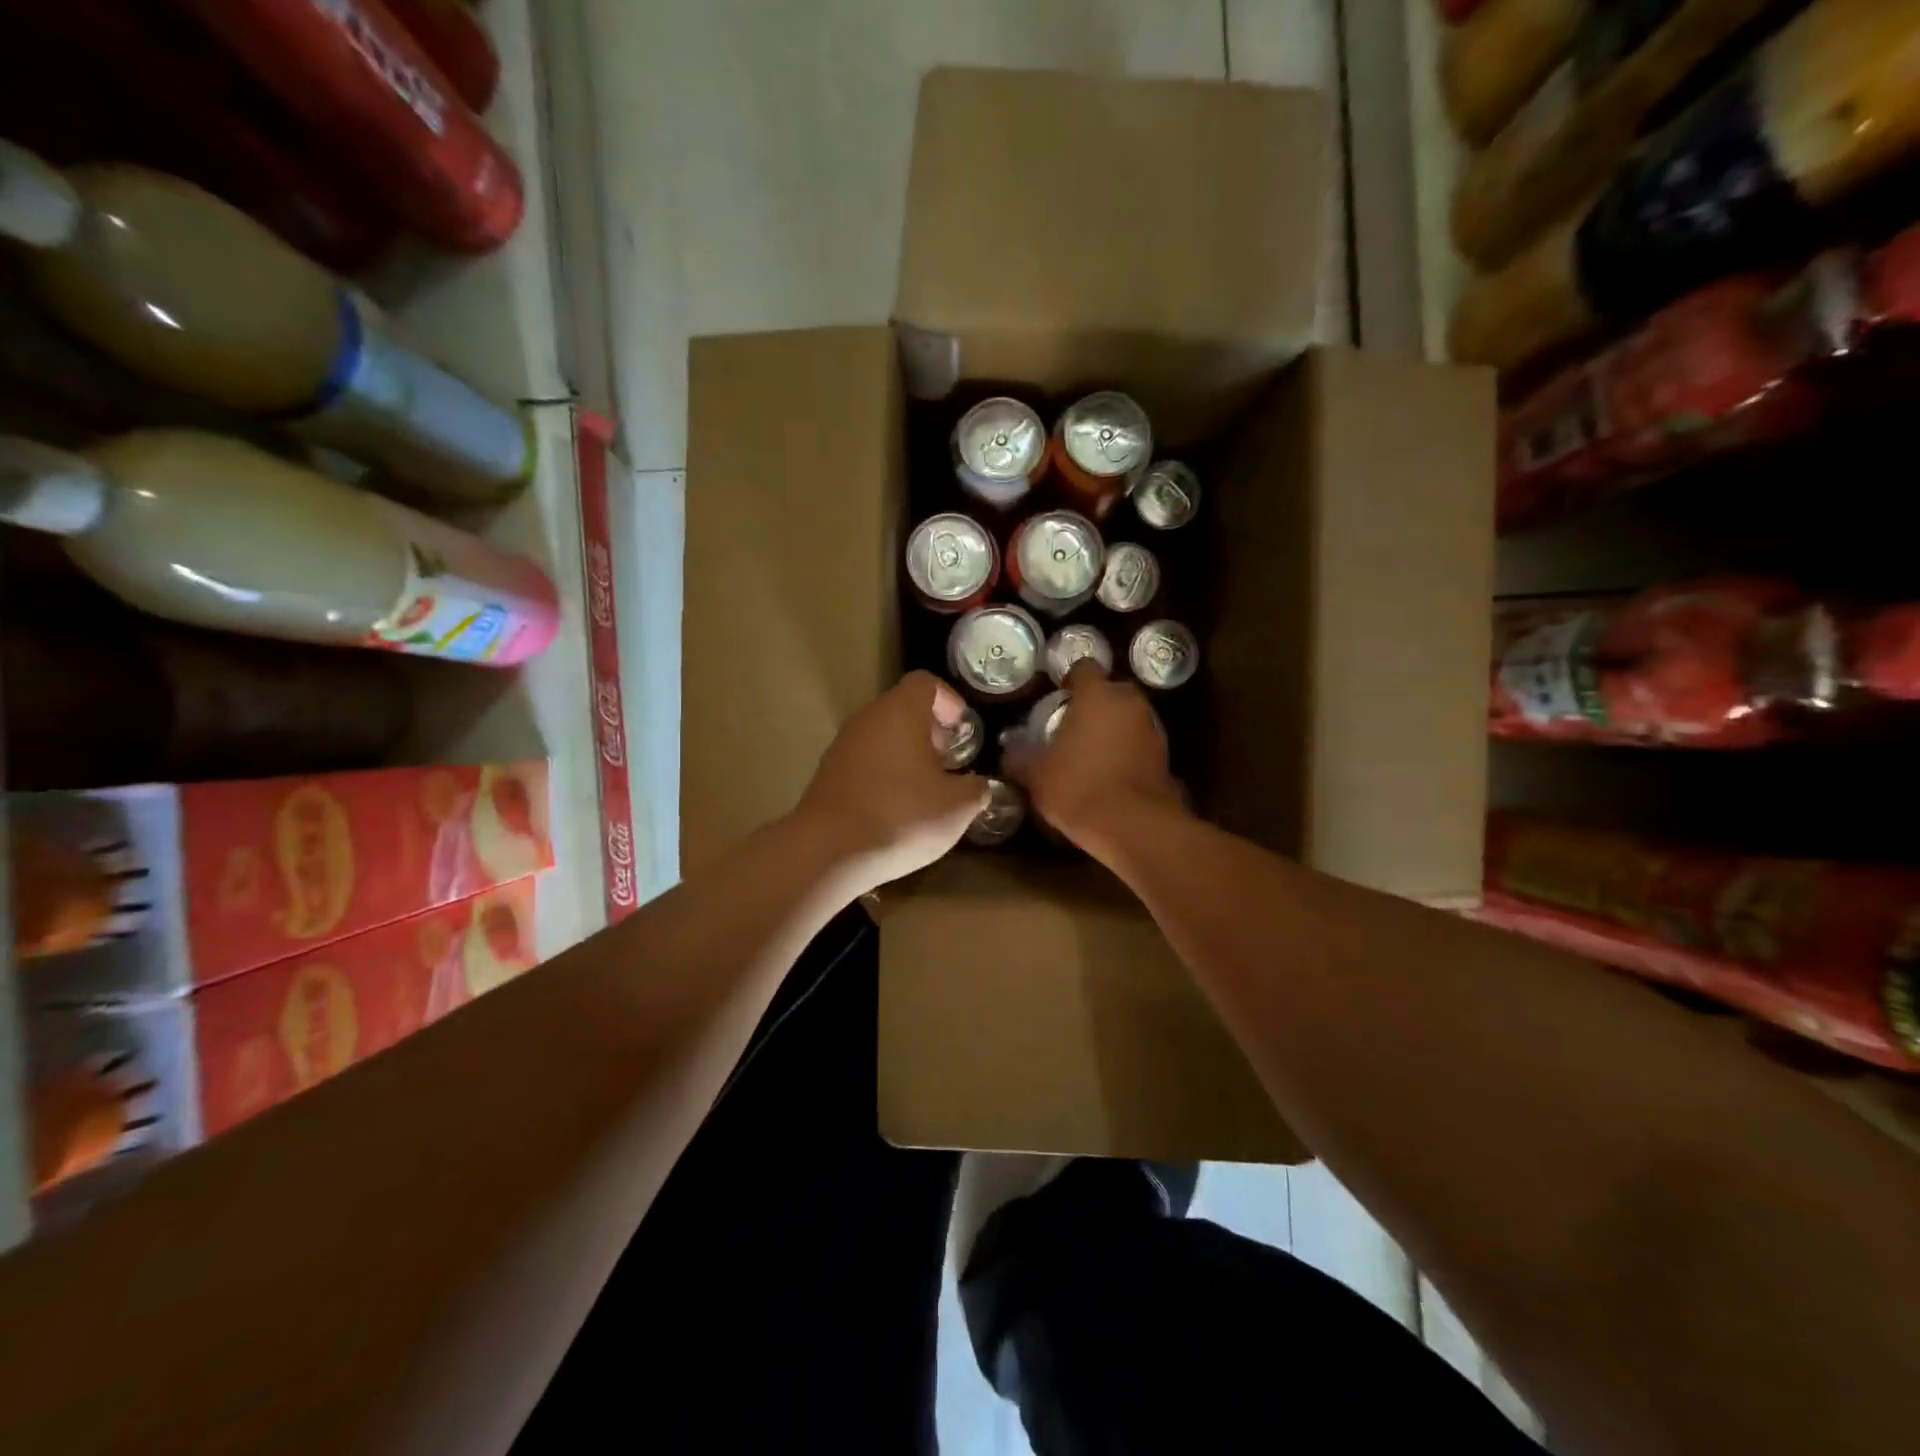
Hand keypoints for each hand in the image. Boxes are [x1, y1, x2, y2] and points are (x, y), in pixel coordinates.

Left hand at [794, 671, 989, 893]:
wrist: (830, 851)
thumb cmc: (902, 816)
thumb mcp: (957, 807)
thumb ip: (975, 789)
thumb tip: (976, 785)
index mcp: (900, 712)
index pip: (925, 683)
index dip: (949, 700)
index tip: (962, 730)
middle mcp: (868, 719)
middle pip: (902, 709)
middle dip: (929, 731)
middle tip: (949, 762)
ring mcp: (842, 746)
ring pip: (881, 737)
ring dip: (906, 754)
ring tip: (925, 789)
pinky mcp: (828, 774)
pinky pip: (864, 761)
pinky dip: (883, 774)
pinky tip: (896, 808)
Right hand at [1006, 660, 1186, 854]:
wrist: (1134, 827)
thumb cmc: (1078, 788)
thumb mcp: (1036, 775)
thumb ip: (1020, 757)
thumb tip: (1008, 749)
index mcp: (1097, 695)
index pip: (1084, 668)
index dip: (1069, 680)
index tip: (1057, 698)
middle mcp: (1129, 703)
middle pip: (1110, 691)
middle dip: (1093, 704)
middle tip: (1072, 726)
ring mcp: (1152, 728)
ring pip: (1127, 717)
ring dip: (1112, 728)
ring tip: (1089, 753)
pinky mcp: (1164, 756)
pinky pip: (1138, 743)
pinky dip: (1126, 751)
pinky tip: (1109, 774)